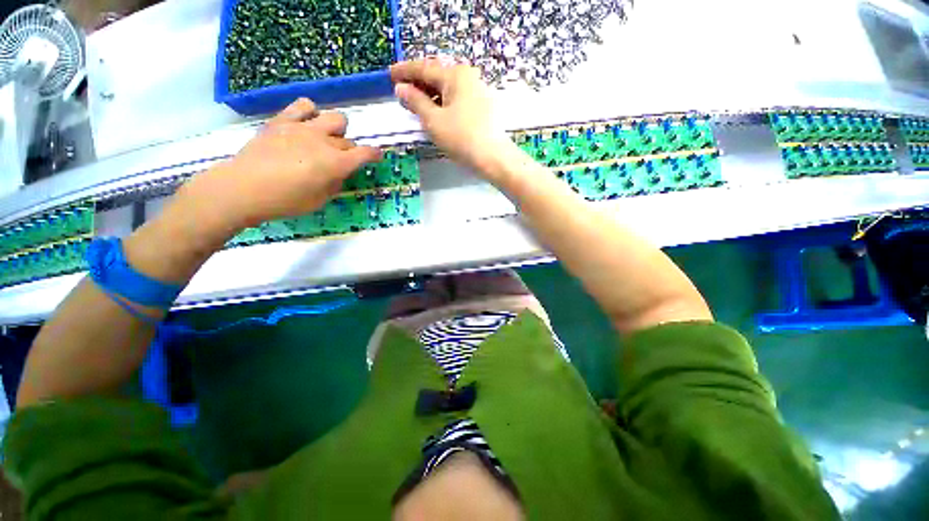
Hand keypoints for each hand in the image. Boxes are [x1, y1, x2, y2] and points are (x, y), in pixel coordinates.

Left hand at [181, 98, 381, 230]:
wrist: (243, 188)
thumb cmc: (286, 201)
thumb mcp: (320, 200)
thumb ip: (335, 183)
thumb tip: (340, 171)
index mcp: (336, 164)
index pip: (365, 153)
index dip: (375, 154)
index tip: (377, 156)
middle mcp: (324, 142)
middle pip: (348, 141)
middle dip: (349, 152)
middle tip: (339, 162)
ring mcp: (303, 128)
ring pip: (334, 118)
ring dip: (336, 130)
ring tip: (325, 139)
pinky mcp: (283, 121)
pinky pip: (304, 105)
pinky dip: (311, 112)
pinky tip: (306, 123)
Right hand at [390, 58, 514, 175]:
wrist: (493, 158)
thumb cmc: (461, 138)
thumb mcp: (433, 120)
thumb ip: (416, 102)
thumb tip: (402, 88)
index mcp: (455, 75)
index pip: (424, 68)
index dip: (405, 71)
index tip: (390, 75)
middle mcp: (468, 77)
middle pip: (438, 77)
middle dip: (418, 84)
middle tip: (402, 93)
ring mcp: (478, 91)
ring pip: (448, 89)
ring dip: (431, 95)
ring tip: (417, 106)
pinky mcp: (483, 106)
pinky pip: (458, 99)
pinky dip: (444, 104)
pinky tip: (437, 113)